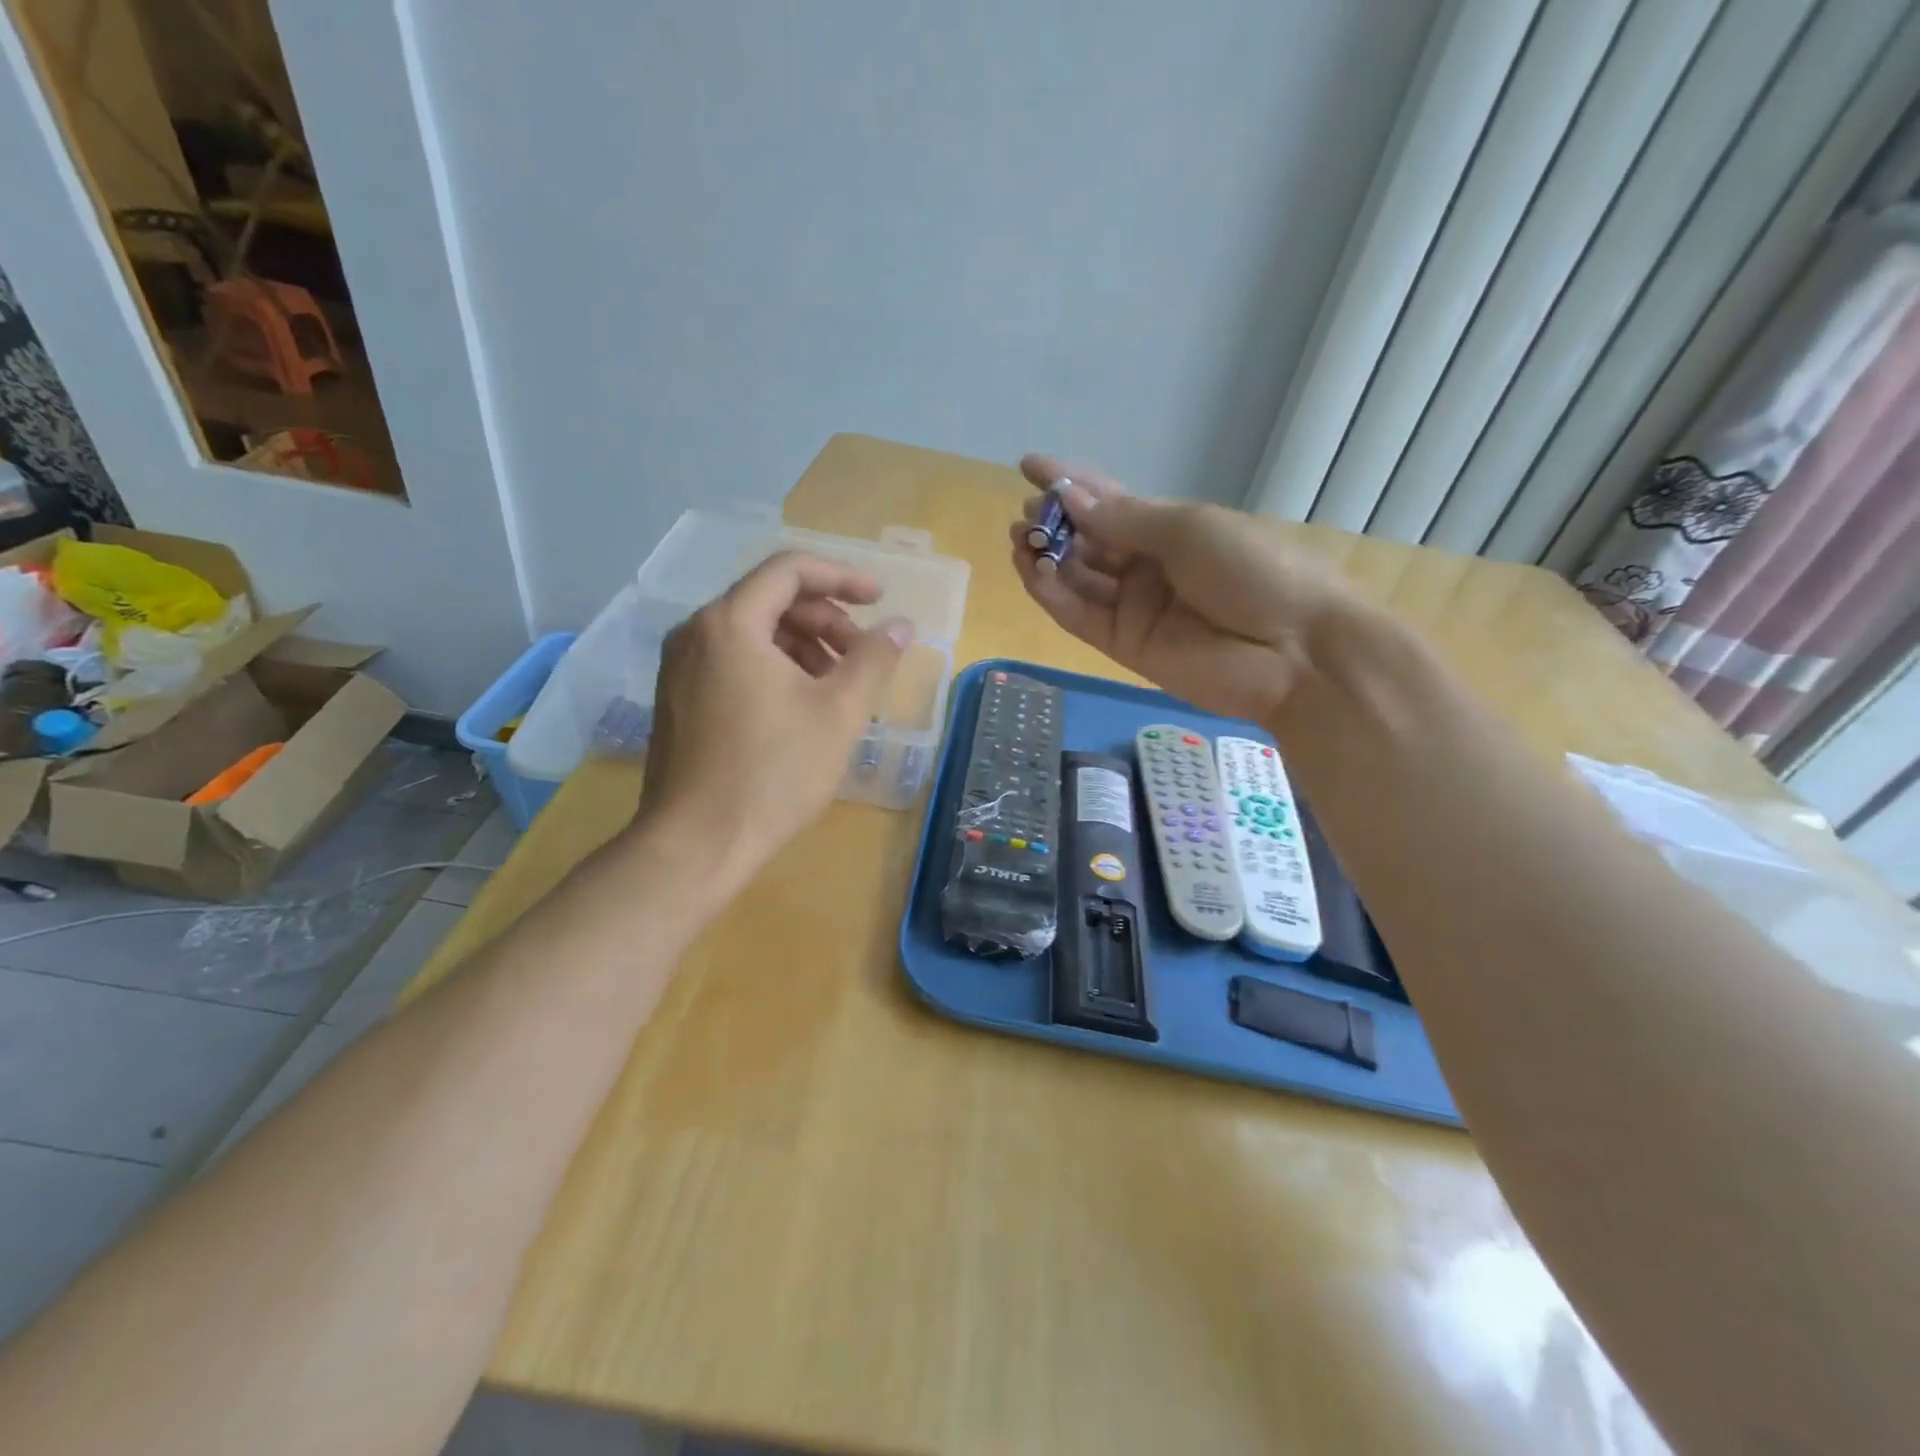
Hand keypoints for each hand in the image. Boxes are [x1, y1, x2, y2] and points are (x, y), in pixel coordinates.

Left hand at [636, 551, 910, 880]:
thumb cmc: (774, 773)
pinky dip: (774, 668)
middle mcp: (695, 633)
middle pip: (770, 600)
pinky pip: (733, 662)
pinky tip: (802, 708)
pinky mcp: (677, 700)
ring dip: (803, 647)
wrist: (696, 845)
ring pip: (753, 634)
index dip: (842, 577)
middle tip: (864, 656)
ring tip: (839, 688)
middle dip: (826, 620)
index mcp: (730, 623)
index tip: (879, 600)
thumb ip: (874, 659)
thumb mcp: (839, 712)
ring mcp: (679, 668)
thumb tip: (901, 626)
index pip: (790, 571)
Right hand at [1008, 455, 1356, 721]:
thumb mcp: (1189, 530)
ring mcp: (1134, 608)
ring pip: (1077, 580)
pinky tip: (1032, 572)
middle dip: (1054, 524)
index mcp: (1171, 530)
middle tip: (1025, 516)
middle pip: (1088, 542)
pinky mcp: (1124, 646)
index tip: (1029, 466)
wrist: (1294, 650)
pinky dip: (1052, 596)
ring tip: (1020, 540)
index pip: (1110, 503)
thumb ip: (1124, 521)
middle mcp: (1147, 567)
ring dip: (1046, 559)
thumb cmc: (1253, 570)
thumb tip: (1069, 499)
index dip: (1070, 483)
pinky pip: (1080, 616)